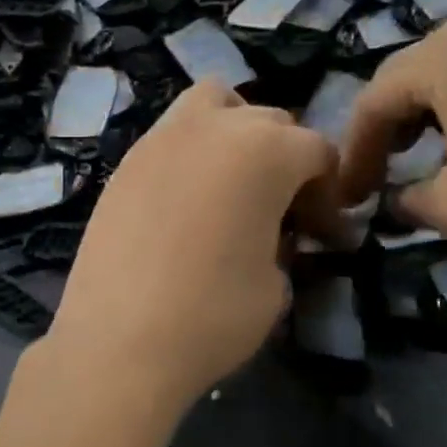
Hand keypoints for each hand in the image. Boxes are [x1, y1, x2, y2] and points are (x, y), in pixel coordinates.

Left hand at [47, 81, 336, 414]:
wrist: (118, 342)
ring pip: (211, 105)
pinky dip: (190, 152)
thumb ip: (284, 240)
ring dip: (234, 131)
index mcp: (265, 150)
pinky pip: (170, 137)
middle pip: (268, 122)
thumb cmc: (212, 315)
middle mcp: (212, 127)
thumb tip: (274, 234)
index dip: (328, 197)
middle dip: (285, 162)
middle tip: (282, 214)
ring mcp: (159, 140)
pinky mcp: (123, 164)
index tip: (325, 238)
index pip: (317, 152)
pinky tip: (186, 201)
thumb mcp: (276, 284)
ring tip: (232, 183)